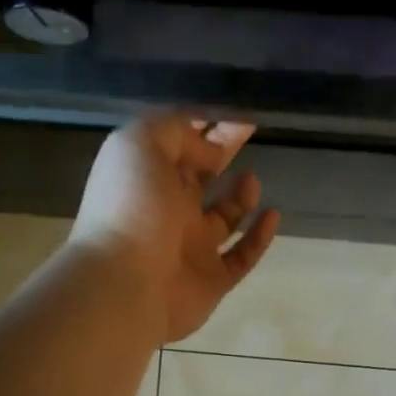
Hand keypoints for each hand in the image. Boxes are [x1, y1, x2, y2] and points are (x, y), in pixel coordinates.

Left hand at [72, 113, 280, 344]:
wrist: (124, 284)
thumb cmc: (130, 208)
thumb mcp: (140, 143)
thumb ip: (177, 131)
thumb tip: (211, 150)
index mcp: (147, 178)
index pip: (179, 144)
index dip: (206, 125)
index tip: (236, 111)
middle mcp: (168, 211)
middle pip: (201, 176)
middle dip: (224, 151)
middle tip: (252, 130)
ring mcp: (191, 248)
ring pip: (223, 218)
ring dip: (240, 196)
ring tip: (250, 178)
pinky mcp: (212, 280)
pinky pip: (241, 257)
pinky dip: (259, 238)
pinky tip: (271, 214)